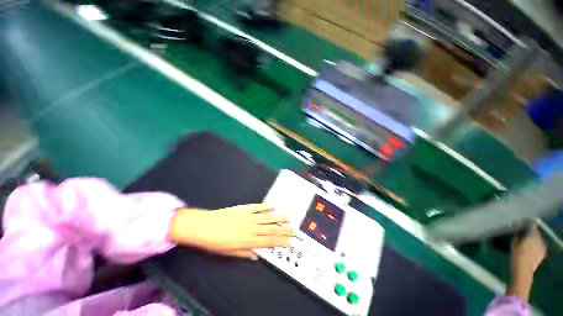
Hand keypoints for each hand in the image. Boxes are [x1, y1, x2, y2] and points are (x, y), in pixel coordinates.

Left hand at [169, 204, 293, 259]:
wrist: (204, 226)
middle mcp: (252, 228)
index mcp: (248, 240)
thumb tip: (257, 255)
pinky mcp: (245, 208)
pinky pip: (258, 207)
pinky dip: (266, 207)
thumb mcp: (230, 252)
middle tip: (294, 230)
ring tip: (288, 217)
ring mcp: (249, 216)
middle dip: (284, 230)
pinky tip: (273, 206)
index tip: (290, 242)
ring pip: (267, 217)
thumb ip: (245, 253)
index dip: (281, 242)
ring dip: (279, 217)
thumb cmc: (215, 242)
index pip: (269, 242)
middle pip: (271, 229)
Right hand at [507, 225, 546, 301]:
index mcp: (531, 237)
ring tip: (528, 239)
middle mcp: (539, 240)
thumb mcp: (513, 245)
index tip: (523, 223)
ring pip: (539, 239)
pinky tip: (532, 247)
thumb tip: (517, 230)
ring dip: (534, 238)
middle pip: (536, 233)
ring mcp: (542, 247)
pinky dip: (537, 244)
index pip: (531, 227)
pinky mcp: (543, 252)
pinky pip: (540, 245)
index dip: (528, 224)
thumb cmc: (516, 258)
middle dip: (531, 232)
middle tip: (524, 231)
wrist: (523, 272)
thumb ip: (517, 236)